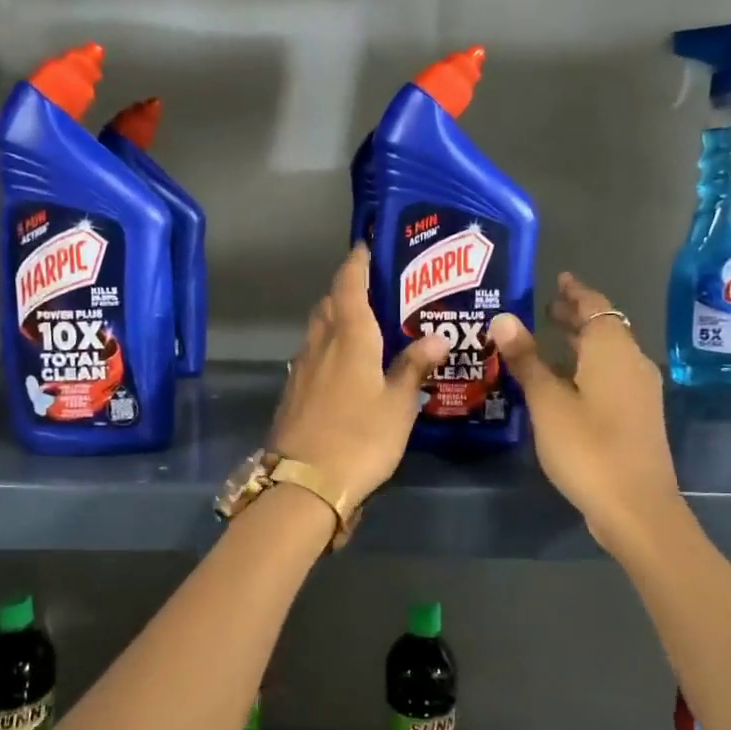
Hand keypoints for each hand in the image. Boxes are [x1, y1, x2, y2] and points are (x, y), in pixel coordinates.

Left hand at [268, 246, 450, 508]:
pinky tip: (342, 364)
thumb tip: (436, 337)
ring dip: (336, 317)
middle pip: (330, 303)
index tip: (367, 246)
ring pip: (318, 328)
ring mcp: (302, 368)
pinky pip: (312, 354)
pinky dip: (327, 345)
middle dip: (348, 289)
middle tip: (375, 288)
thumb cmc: (360, 438)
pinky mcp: (293, 391)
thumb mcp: (398, 405)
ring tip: (363, 323)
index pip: (349, 285)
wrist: (304, 483)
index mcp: (350, 337)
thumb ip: (413, 367)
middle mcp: (320, 343)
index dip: (357, 262)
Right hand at [487, 273, 677, 556]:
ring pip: (609, 353)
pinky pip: (611, 374)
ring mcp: (640, 391)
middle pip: (605, 327)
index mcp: (612, 351)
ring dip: (582, 342)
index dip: (575, 291)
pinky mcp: (638, 416)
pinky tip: (566, 382)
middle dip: (577, 315)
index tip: (558, 278)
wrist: (636, 508)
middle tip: (545, 306)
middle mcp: (632, 363)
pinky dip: (588, 366)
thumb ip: (527, 359)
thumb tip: (503, 318)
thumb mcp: (547, 402)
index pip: (595, 305)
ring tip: (549, 338)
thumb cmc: (588, 449)